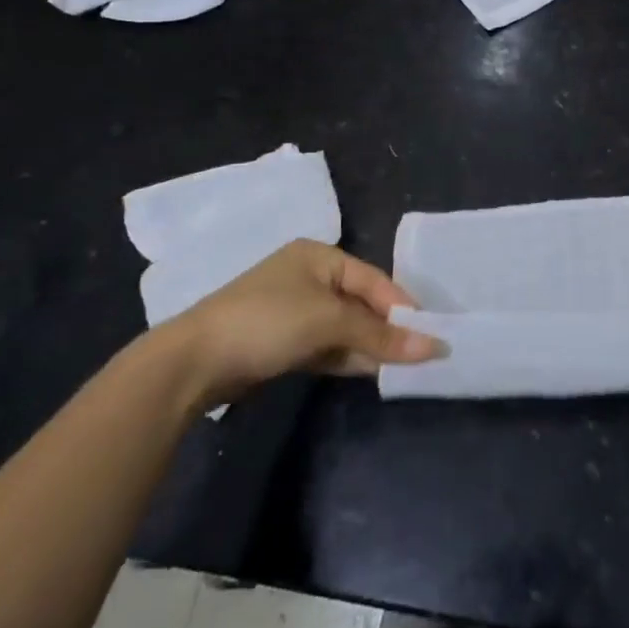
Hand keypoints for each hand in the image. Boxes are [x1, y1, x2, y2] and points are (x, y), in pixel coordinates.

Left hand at [162, 240, 439, 405]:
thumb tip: (435, 347)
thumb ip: (382, 335)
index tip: (430, 334)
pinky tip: (369, 371)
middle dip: (387, 328)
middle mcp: (308, 276)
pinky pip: (326, 345)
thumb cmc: (268, 322)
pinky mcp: (282, 342)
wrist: (193, 363)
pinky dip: (347, 357)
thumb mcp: (329, 322)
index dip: (402, 307)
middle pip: (361, 303)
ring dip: (369, 346)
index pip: (374, 279)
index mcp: (319, 256)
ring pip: (344, 327)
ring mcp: (293, 311)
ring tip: (401, 366)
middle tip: (419, 353)